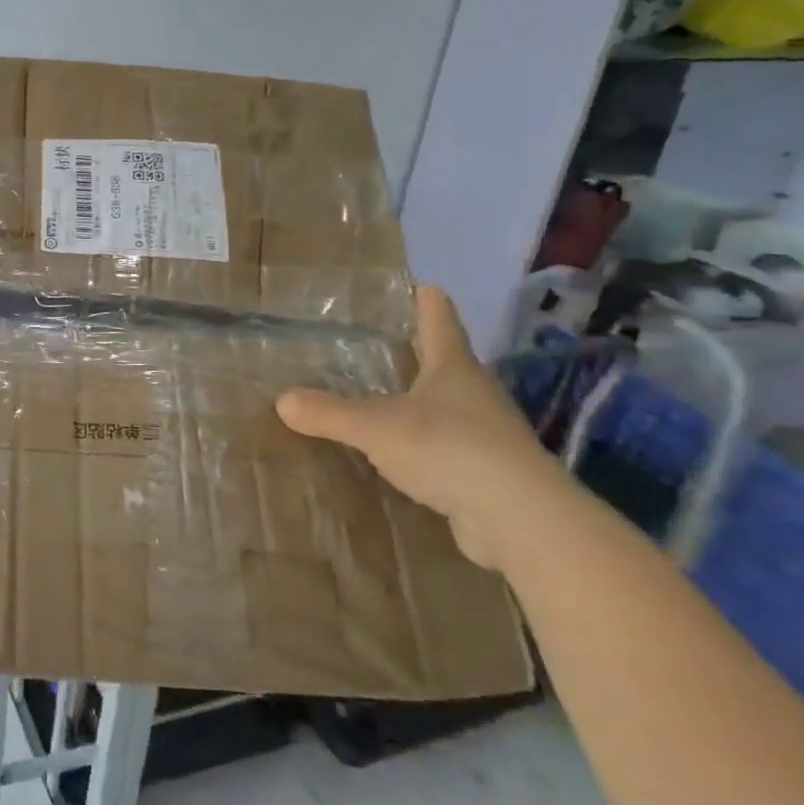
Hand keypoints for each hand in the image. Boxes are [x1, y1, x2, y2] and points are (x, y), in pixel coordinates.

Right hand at [277, 285, 588, 572]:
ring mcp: (485, 434)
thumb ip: (329, 413)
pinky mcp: (485, 472)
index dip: (428, 301)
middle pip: (447, 362)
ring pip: (447, 405)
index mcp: (454, 369)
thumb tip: (281, 400)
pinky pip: (446, 446)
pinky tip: (398, 450)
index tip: (420, 284)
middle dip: (419, 351)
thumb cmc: (451, 449)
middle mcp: (475, 394)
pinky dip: (423, 442)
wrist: (521, 520)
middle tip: (382, 340)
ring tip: (382, 395)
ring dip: (421, 399)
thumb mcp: (377, 427)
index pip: (440, 321)